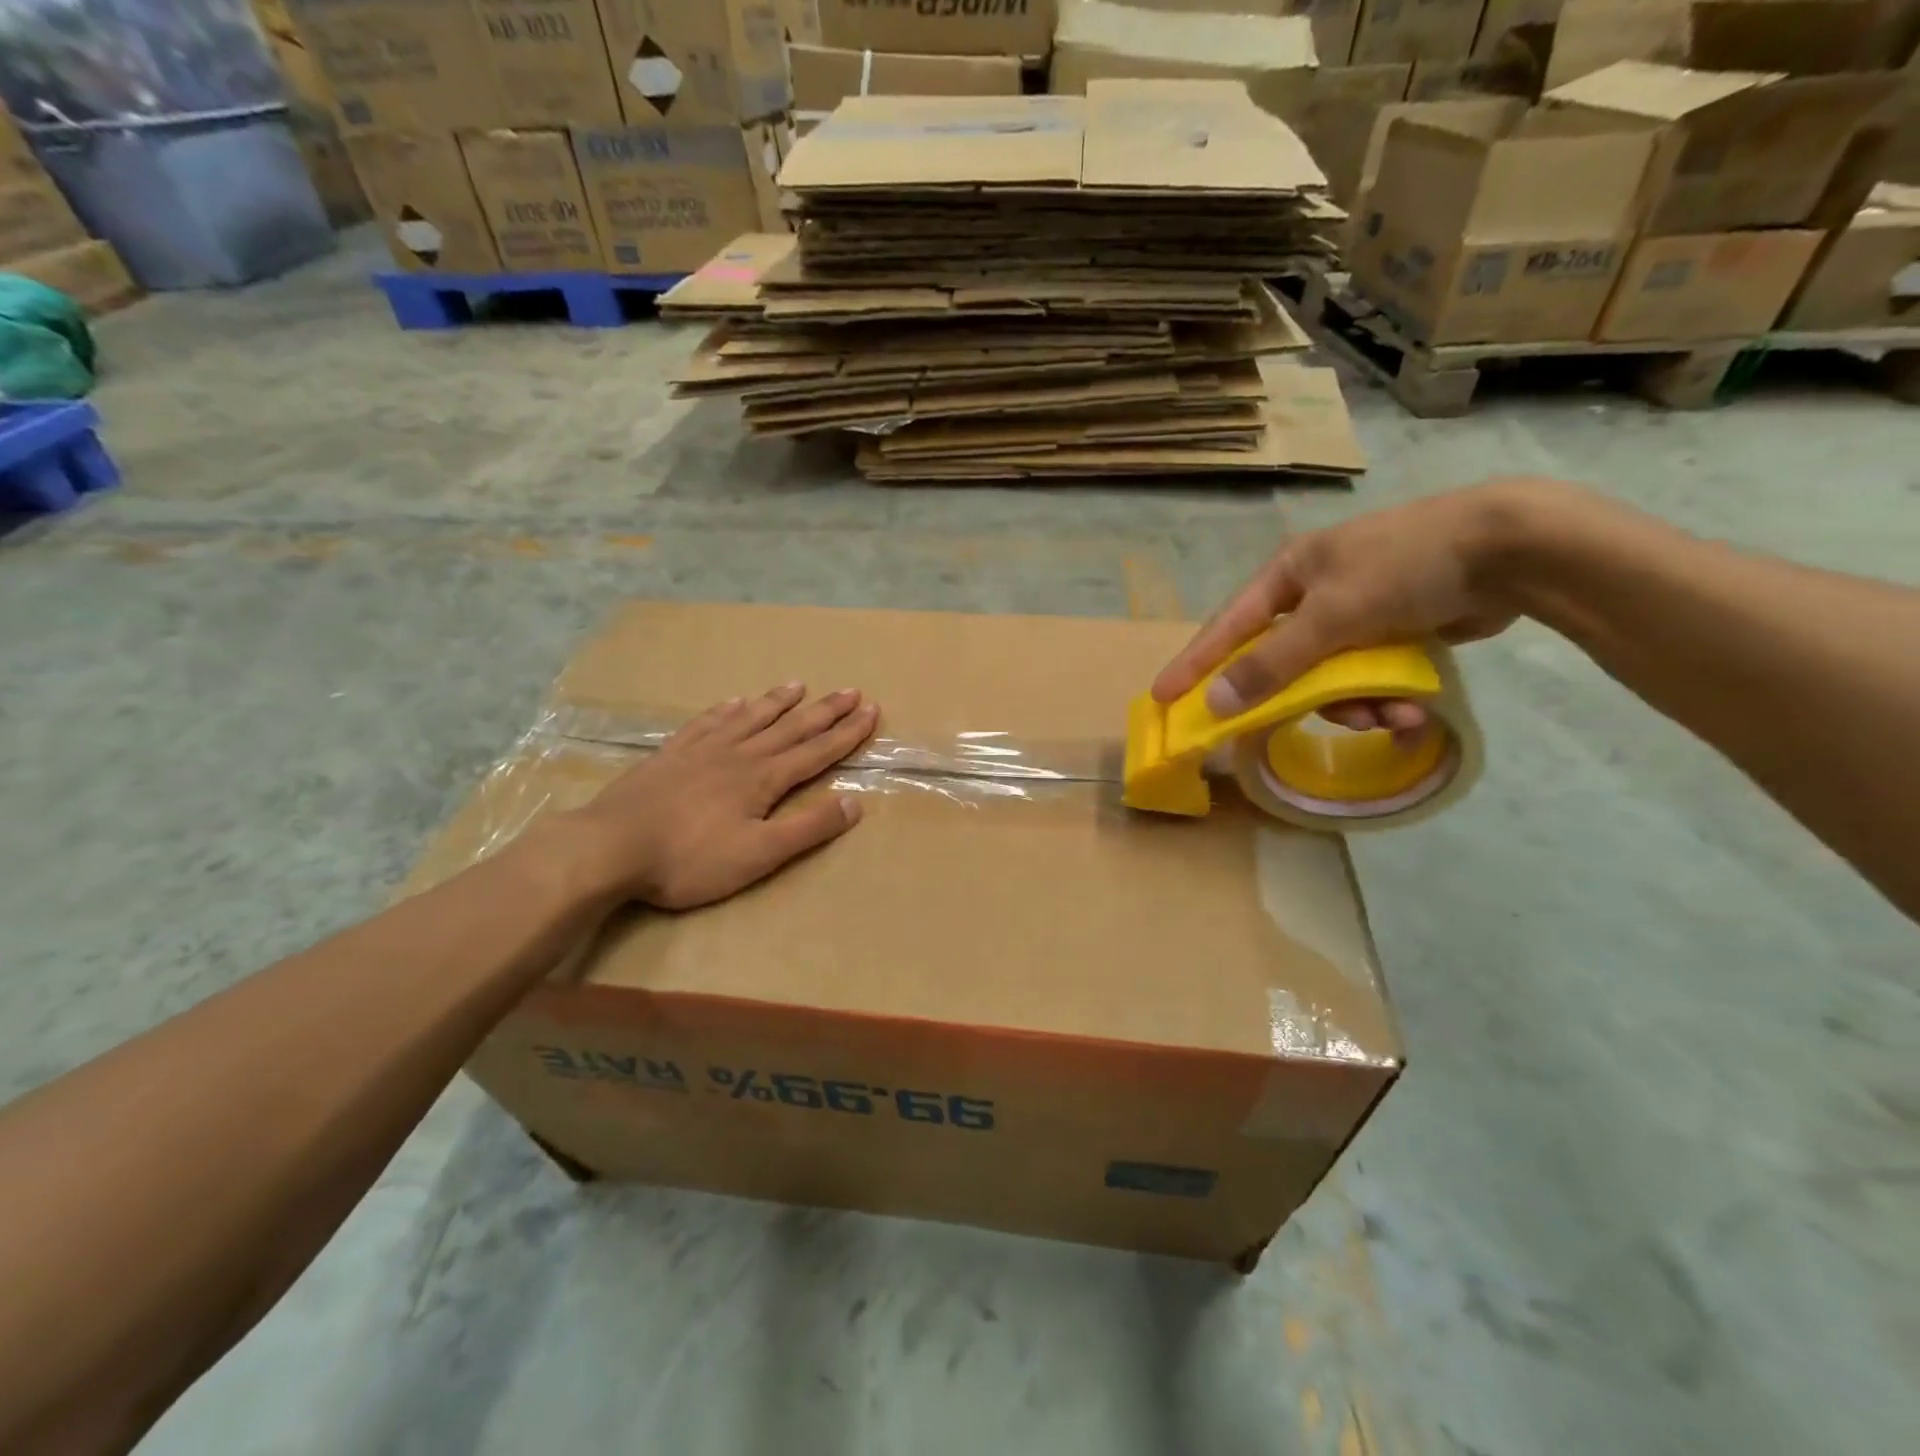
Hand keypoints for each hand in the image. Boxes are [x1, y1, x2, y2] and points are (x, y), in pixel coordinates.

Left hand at [563, 684, 878, 909]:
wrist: (609, 847)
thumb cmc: (689, 859)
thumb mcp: (759, 854)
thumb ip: (808, 828)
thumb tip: (855, 803)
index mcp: (764, 779)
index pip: (817, 751)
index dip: (847, 733)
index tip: (871, 710)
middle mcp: (739, 754)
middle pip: (790, 727)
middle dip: (824, 710)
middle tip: (850, 691)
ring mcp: (702, 750)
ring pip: (750, 718)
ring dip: (777, 702)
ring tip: (798, 684)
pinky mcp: (671, 755)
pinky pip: (707, 722)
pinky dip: (726, 710)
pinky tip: (733, 701)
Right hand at [1153, 480, 1555, 732]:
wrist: (1512, 549)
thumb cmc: (1405, 568)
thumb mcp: (1331, 617)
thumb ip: (1271, 664)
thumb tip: (1215, 703)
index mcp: (1289, 574)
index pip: (1227, 626)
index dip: (1194, 663)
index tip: (1164, 697)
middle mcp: (1315, 593)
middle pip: (1282, 662)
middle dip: (1305, 698)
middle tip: (1308, 725)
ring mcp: (1356, 613)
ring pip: (1329, 679)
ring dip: (1356, 706)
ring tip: (1391, 718)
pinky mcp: (1394, 632)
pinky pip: (1368, 679)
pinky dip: (1385, 700)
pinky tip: (1413, 713)